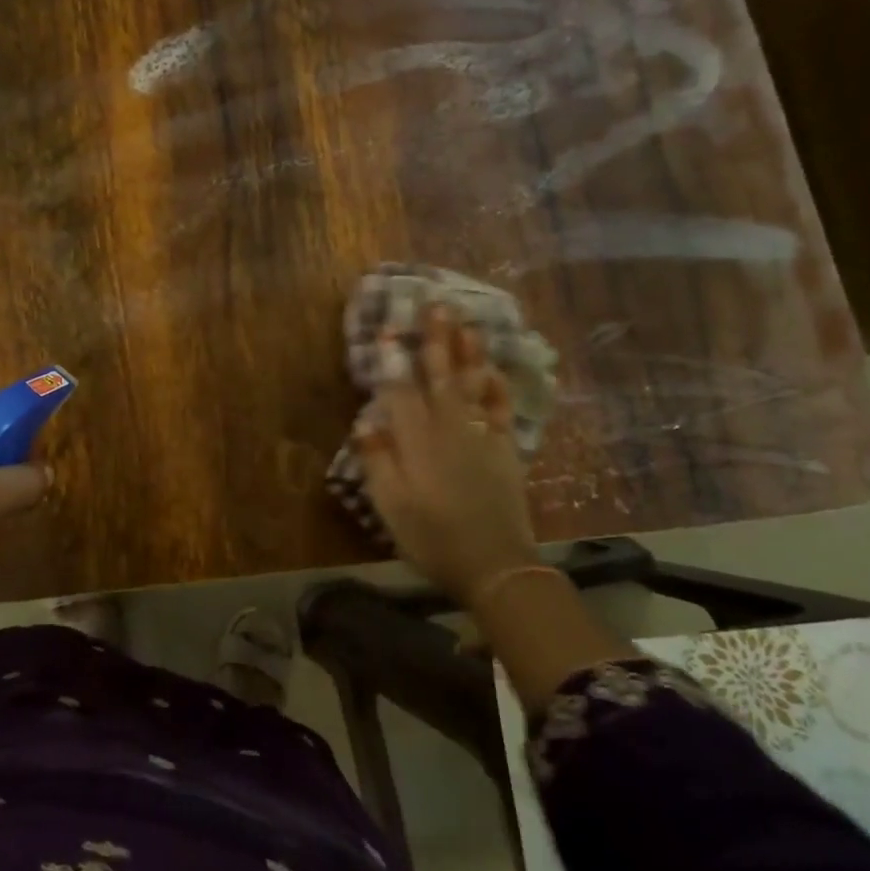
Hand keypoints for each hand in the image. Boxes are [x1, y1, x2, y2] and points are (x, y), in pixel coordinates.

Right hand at [355, 309, 541, 604]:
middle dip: (437, 340)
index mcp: (417, 442)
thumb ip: (377, 460)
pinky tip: (493, 369)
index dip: (394, 360)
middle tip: (436, 306)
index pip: (401, 391)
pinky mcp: (504, 448)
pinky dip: (497, 386)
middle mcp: (449, 429)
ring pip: (472, 384)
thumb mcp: (390, 505)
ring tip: (465, 322)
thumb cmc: (432, 537)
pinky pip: (500, 408)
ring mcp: (481, 436)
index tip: (390, 329)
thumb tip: (366, 422)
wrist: (495, 565)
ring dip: (468, 352)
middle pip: (441, 376)